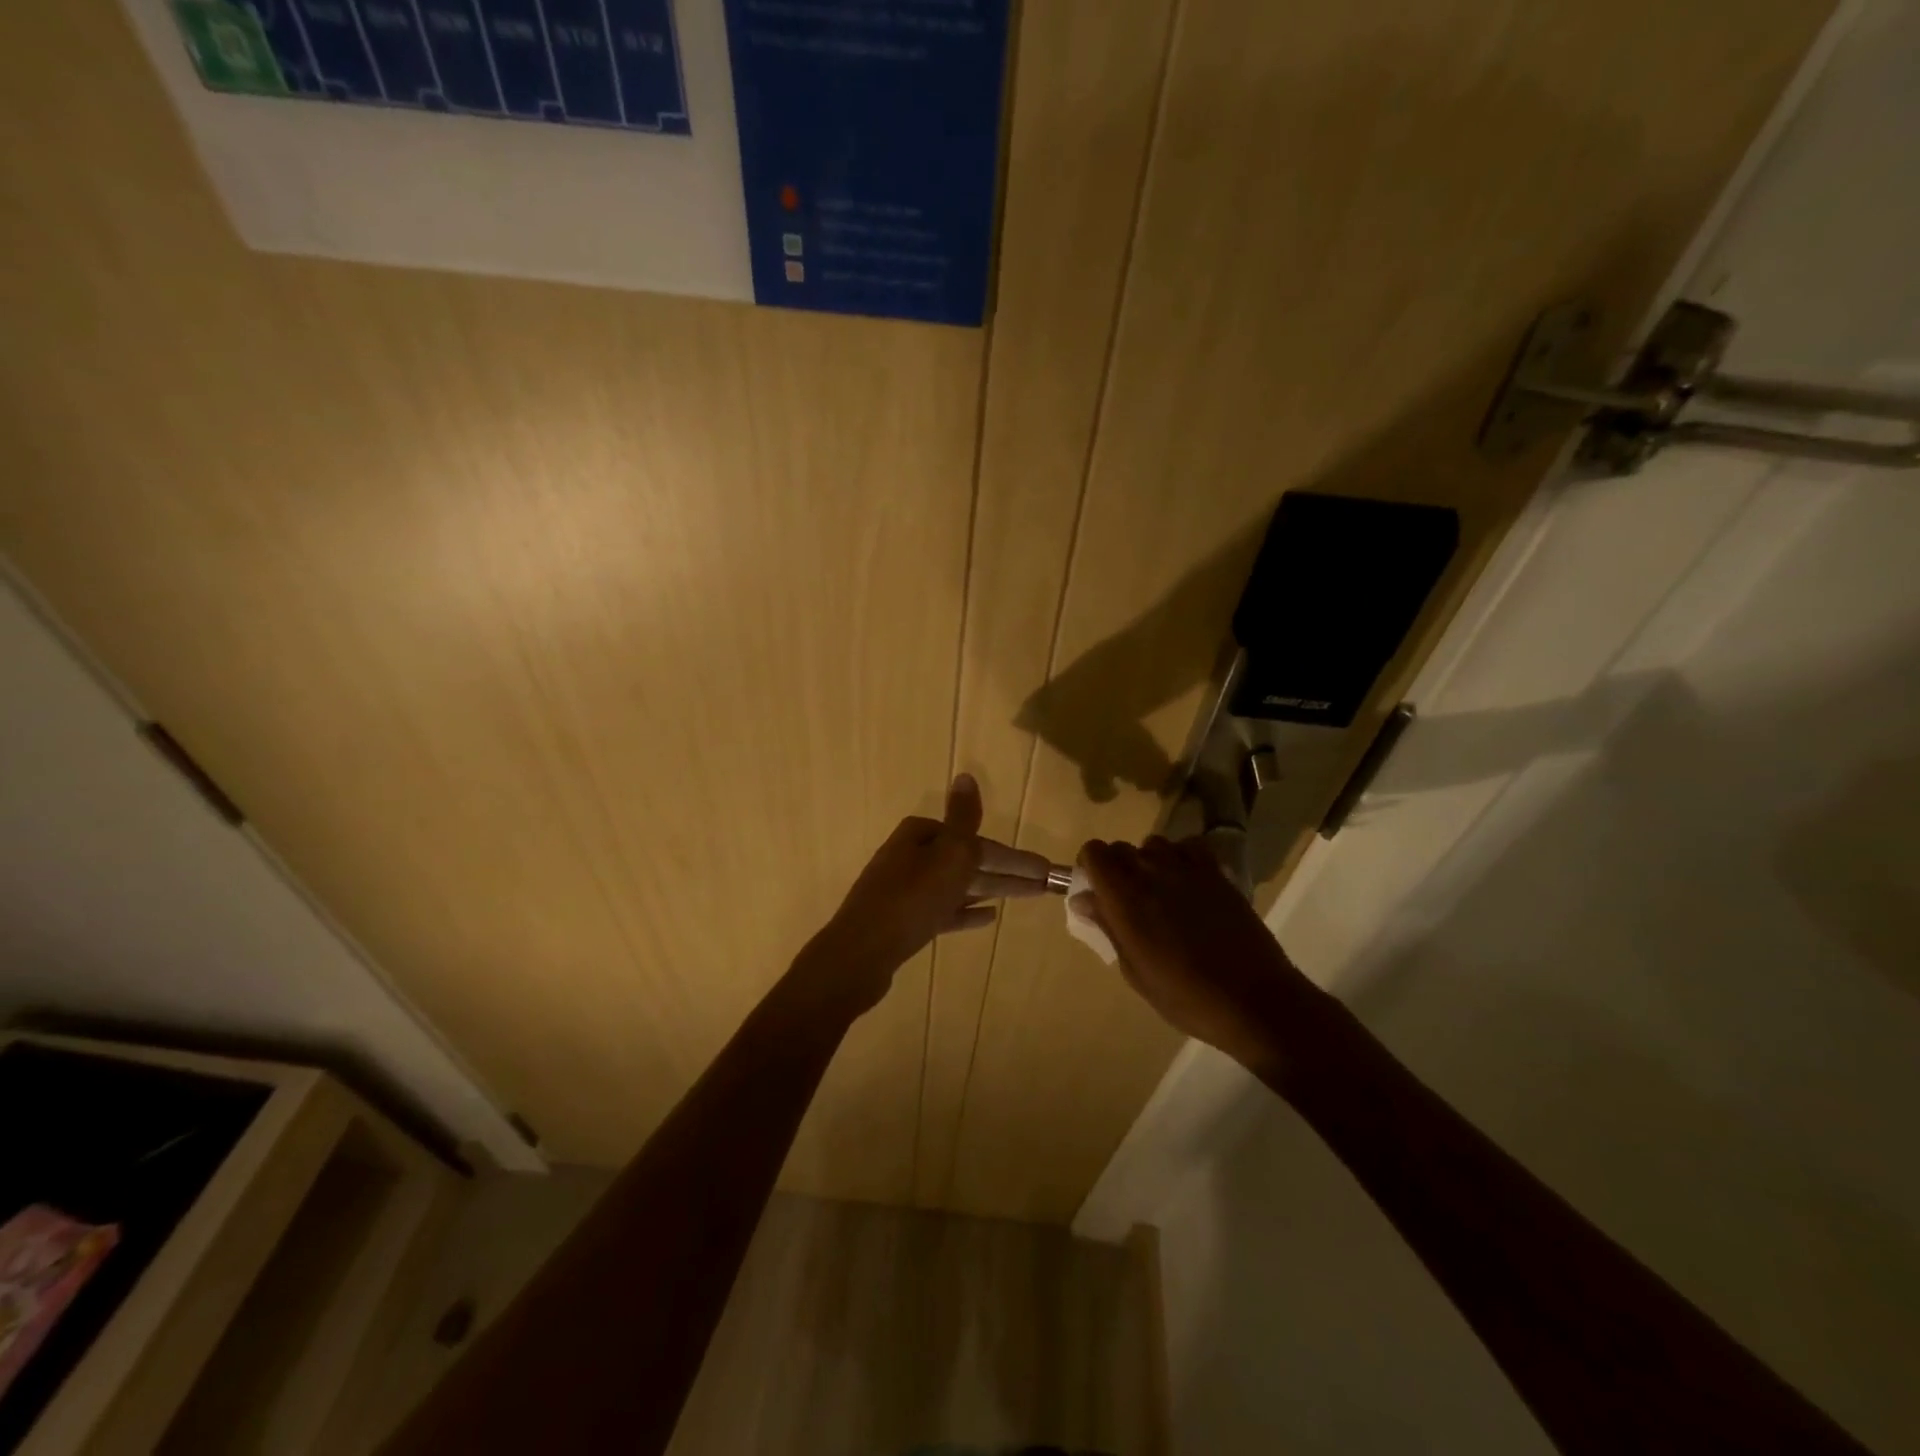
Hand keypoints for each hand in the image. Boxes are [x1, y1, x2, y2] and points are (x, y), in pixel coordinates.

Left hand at [800, 774, 1051, 1015]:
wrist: (860, 954)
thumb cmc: (910, 900)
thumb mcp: (946, 855)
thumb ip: (962, 818)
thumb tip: (966, 775)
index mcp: (921, 835)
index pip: (977, 842)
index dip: (1014, 857)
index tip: (1046, 871)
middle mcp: (911, 856)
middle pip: (969, 862)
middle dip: (1007, 873)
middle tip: (1046, 887)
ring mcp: (906, 889)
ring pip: (959, 886)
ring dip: (991, 890)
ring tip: (1026, 897)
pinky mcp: (904, 920)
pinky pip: (944, 911)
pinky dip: (966, 912)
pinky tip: (989, 918)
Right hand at [1074, 836, 1335, 1077]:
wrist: (1251, 998)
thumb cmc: (1184, 995)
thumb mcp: (1134, 971)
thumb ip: (1108, 927)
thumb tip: (1085, 900)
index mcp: (1123, 896)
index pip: (1094, 852)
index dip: (1090, 866)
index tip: (1096, 890)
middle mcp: (1150, 871)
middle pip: (1120, 848)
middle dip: (1116, 867)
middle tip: (1126, 900)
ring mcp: (1186, 868)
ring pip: (1154, 844)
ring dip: (1149, 861)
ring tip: (1160, 892)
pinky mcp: (1216, 872)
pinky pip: (1189, 846)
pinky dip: (1182, 856)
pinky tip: (1187, 882)